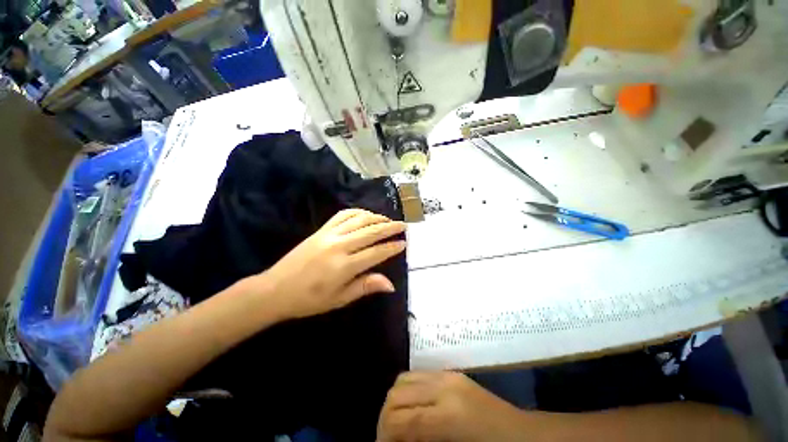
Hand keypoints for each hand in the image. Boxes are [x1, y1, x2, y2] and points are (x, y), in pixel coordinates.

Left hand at [259, 209, 405, 319]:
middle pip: (371, 232)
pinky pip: (342, 215)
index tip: (404, 243)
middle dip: (390, 227)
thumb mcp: (340, 299)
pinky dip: (357, 212)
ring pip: (359, 220)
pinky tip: (365, 214)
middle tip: (403, 225)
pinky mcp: (321, 230)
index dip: (392, 247)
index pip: (376, 253)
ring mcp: (329, 235)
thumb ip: (365, 286)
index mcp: (344, 266)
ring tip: (388, 220)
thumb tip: (391, 284)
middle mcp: (339, 246)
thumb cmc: (309, 300)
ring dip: (376, 217)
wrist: (275, 289)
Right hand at [377, 371, 527, 441]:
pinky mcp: (451, 373)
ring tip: (396, 422)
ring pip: (404, 379)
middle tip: (385, 437)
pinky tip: (412, 408)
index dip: (383, 435)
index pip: (401, 419)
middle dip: (384, 416)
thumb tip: (395, 441)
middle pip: (397, 393)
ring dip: (394, 401)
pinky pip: (418, 376)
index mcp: (449, 415)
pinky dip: (408, 391)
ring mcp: (448, 376)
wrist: (523, 434)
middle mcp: (444, 387)